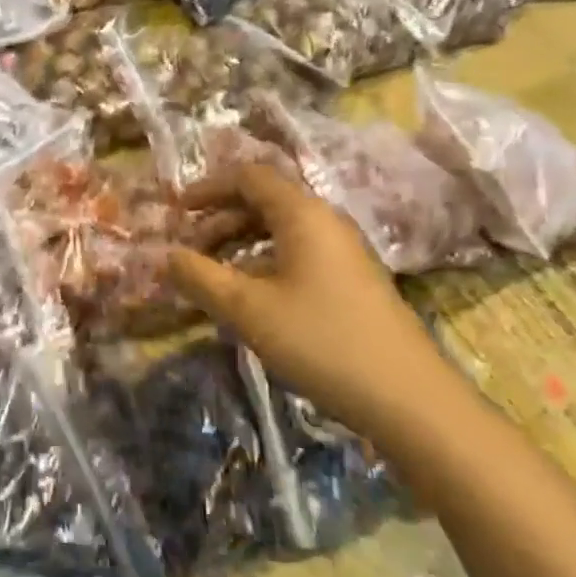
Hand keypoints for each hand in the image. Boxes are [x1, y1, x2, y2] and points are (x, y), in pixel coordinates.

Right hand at [166, 163, 469, 441]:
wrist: (410, 400)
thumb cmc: (321, 340)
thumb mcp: (247, 308)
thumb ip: (199, 276)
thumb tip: (165, 255)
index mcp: (303, 213)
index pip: (249, 176)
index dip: (208, 188)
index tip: (176, 211)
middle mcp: (326, 222)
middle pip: (264, 200)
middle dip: (219, 219)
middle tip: (189, 250)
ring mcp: (344, 252)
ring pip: (281, 230)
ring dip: (240, 243)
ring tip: (213, 276)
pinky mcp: (353, 282)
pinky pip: (298, 254)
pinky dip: (264, 262)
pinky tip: (251, 298)